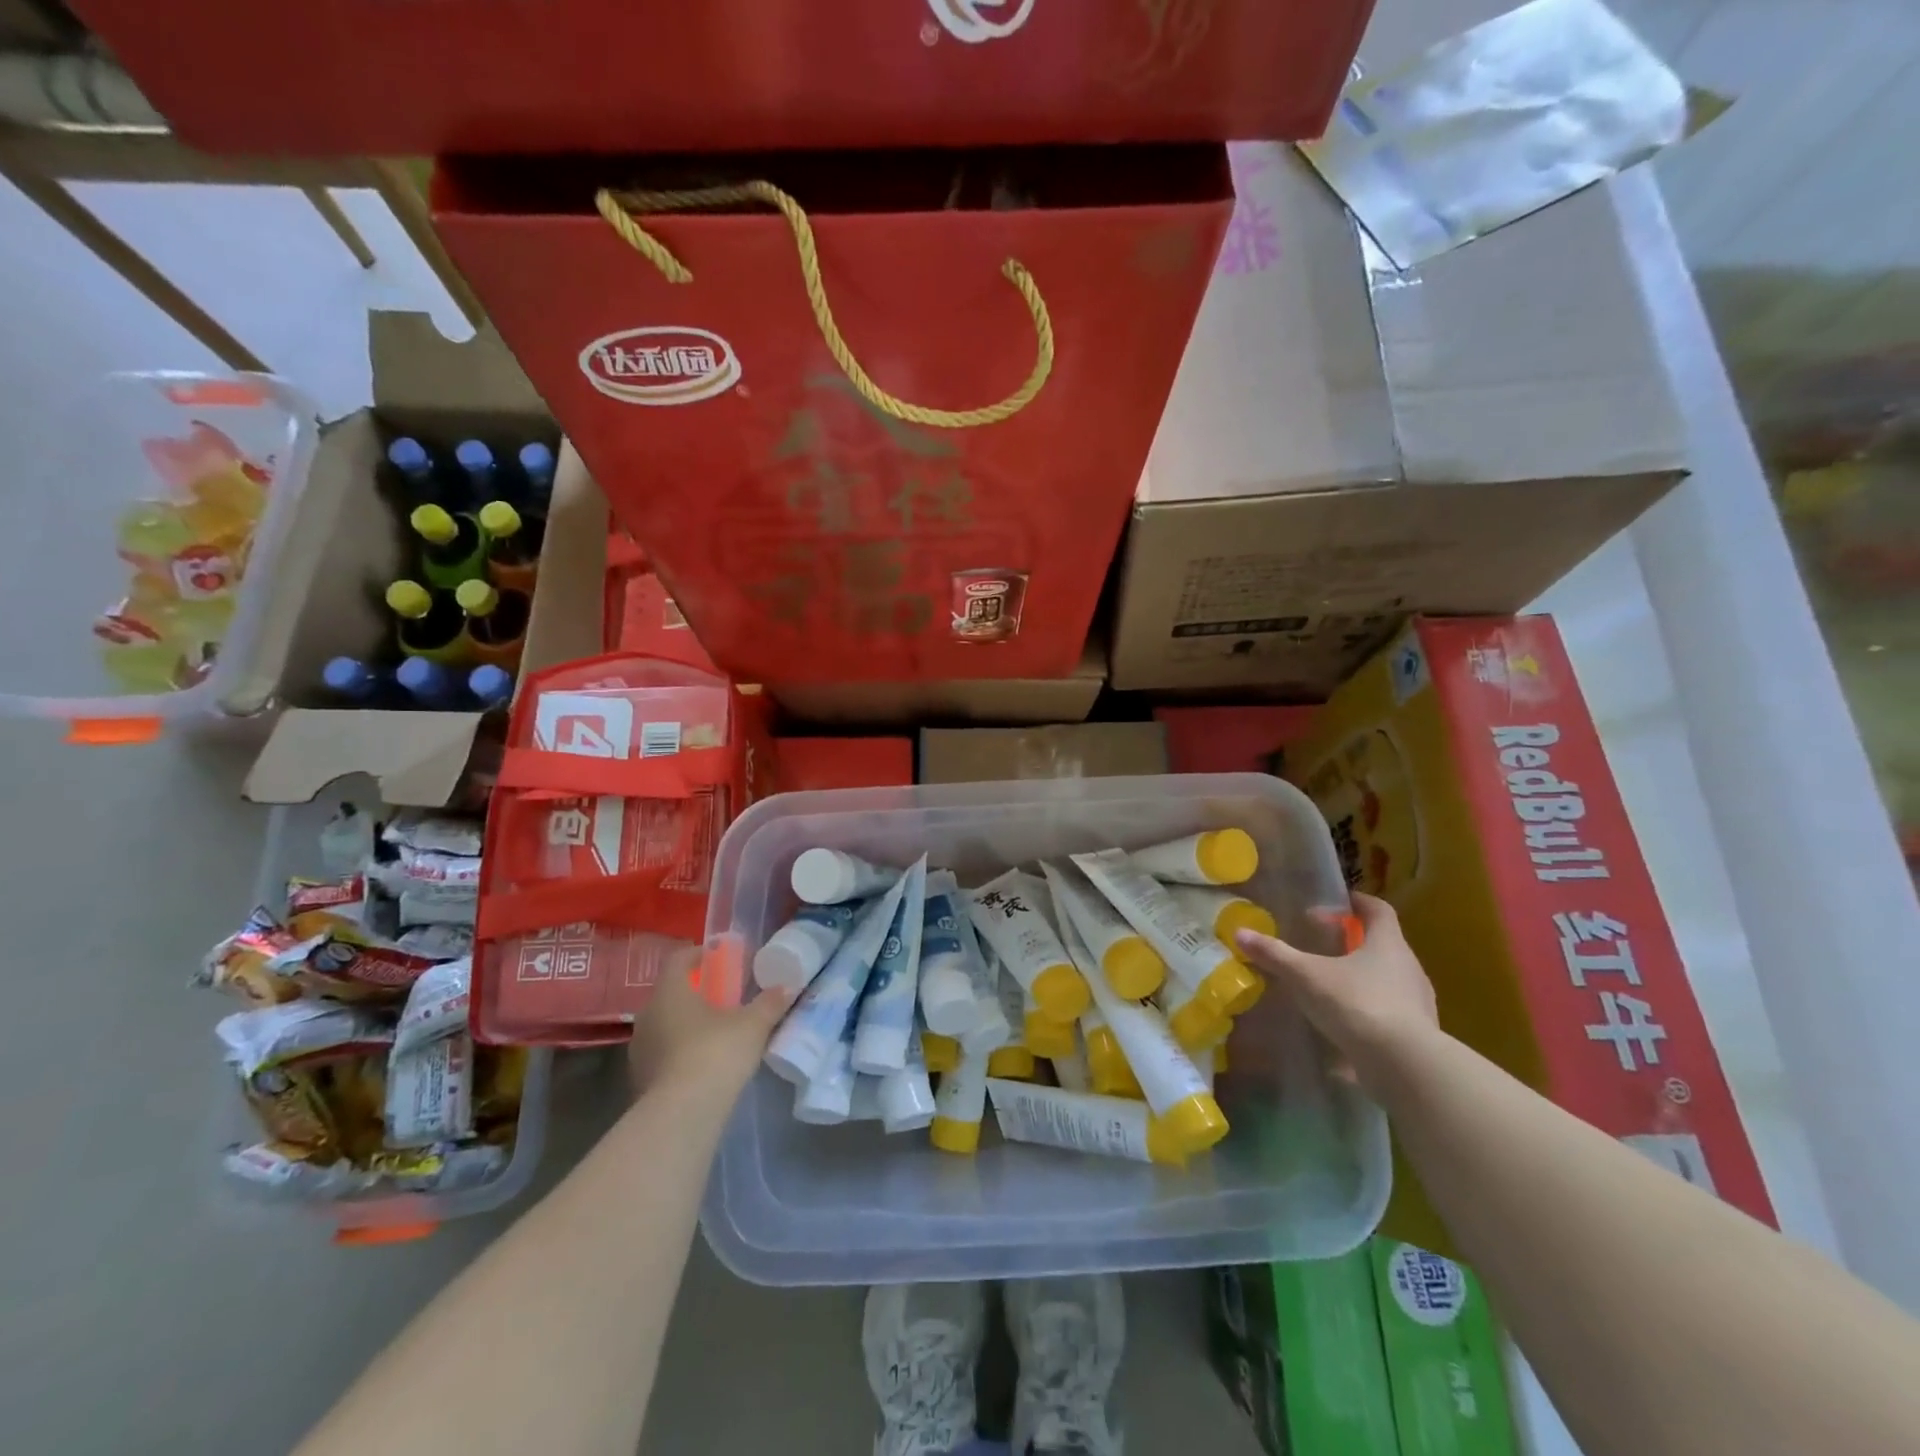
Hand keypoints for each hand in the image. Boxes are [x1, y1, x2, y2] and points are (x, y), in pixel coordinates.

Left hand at [627, 941, 793, 1097]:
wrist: (681, 1116)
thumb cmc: (716, 1053)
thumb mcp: (753, 1025)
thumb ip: (769, 1003)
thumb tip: (787, 987)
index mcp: (670, 992)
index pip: (678, 959)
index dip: (699, 954)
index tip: (721, 958)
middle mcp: (648, 1015)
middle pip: (671, 993)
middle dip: (696, 992)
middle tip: (724, 997)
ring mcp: (639, 1049)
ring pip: (665, 1024)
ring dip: (687, 1024)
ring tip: (716, 1033)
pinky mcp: (640, 1080)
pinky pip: (662, 1054)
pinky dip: (681, 1052)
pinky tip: (704, 1064)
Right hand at [1233, 893, 1438, 1094]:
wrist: (1404, 1066)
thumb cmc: (1356, 1003)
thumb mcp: (1306, 976)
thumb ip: (1275, 954)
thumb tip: (1240, 933)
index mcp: (1387, 944)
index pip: (1378, 910)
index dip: (1358, 902)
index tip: (1337, 902)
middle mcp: (1409, 968)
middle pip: (1382, 945)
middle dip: (1352, 942)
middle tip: (1321, 945)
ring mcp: (1417, 1003)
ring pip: (1387, 980)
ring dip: (1360, 978)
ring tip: (1328, 987)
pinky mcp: (1416, 1036)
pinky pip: (1388, 1014)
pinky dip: (1365, 1012)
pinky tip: (1342, 1025)